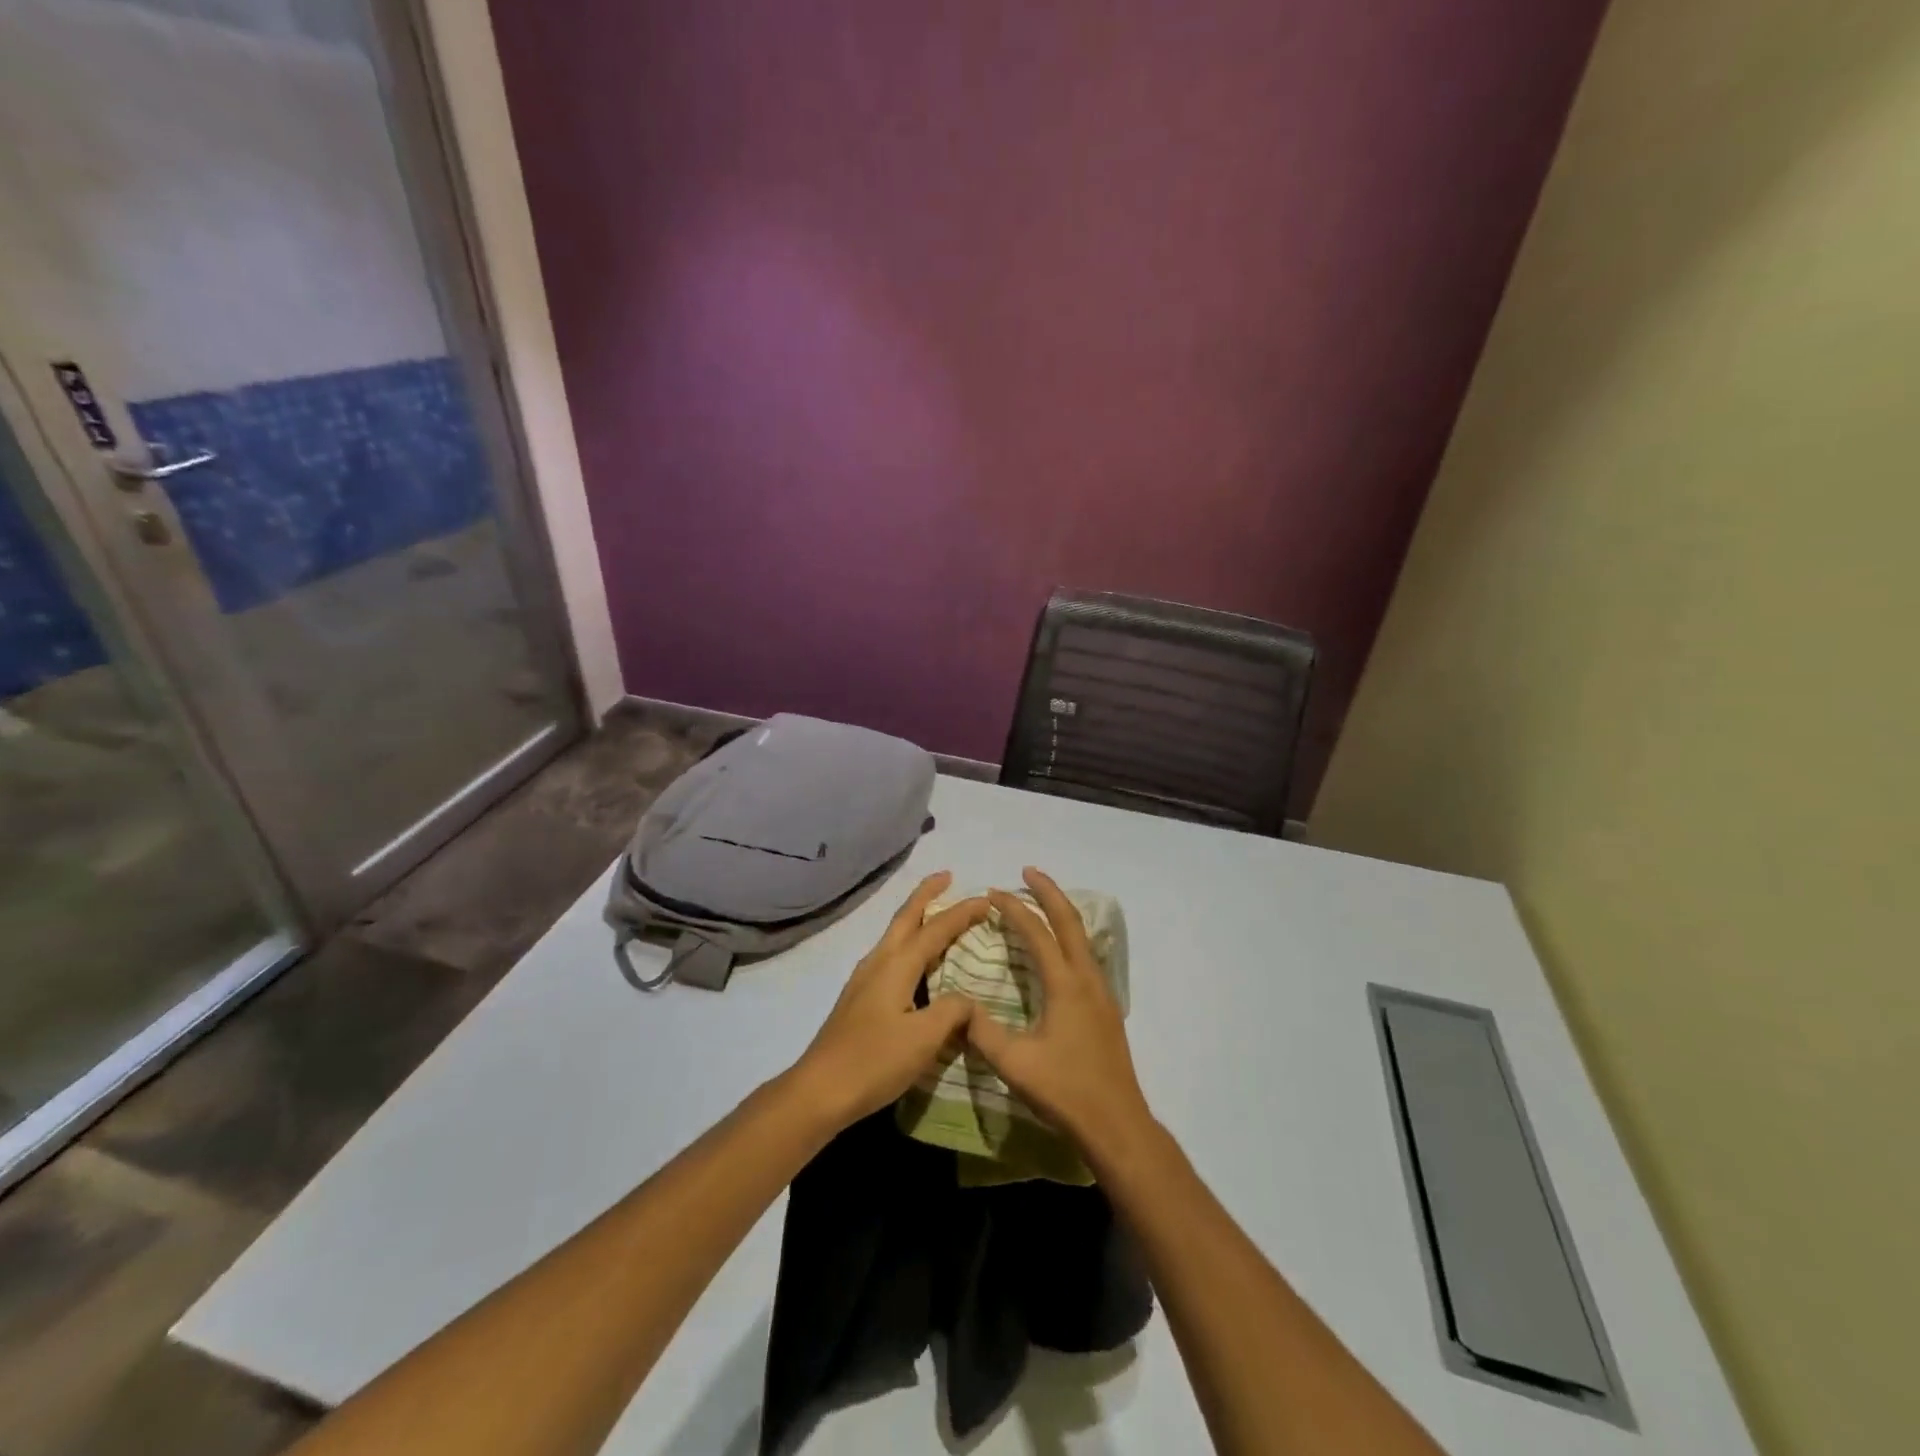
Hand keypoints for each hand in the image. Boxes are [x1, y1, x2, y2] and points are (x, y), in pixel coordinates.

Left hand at [788, 872, 987, 1131]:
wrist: (819, 1091)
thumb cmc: (874, 1061)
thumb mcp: (923, 1038)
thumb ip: (952, 1011)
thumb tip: (968, 998)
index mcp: (896, 965)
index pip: (936, 929)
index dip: (962, 913)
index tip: (986, 899)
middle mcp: (878, 962)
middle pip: (904, 917)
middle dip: (926, 894)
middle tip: (947, 876)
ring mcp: (864, 979)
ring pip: (894, 935)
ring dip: (915, 918)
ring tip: (936, 914)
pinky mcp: (858, 998)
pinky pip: (889, 955)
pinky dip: (908, 943)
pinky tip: (914, 963)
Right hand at [964, 867, 1155, 1162]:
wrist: (1117, 1124)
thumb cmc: (1065, 1091)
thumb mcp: (1014, 1063)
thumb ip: (982, 1030)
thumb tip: (958, 1005)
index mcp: (1066, 985)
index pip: (1037, 933)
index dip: (1013, 909)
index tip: (991, 892)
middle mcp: (1087, 979)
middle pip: (1070, 921)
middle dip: (1049, 892)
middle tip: (1028, 871)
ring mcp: (1102, 993)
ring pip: (1082, 938)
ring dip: (1061, 913)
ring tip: (1040, 903)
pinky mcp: (1106, 1008)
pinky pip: (1086, 956)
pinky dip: (1069, 937)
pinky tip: (1059, 949)